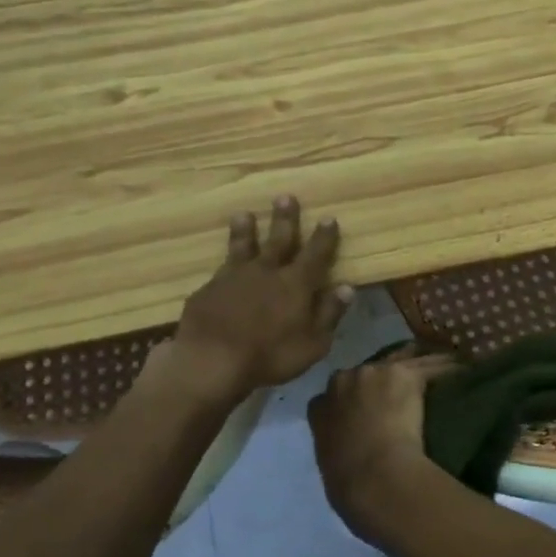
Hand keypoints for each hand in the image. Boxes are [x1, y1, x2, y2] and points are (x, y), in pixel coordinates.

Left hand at [170, 196, 352, 397]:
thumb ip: (329, 313)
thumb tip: (347, 287)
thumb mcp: (313, 343)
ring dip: (245, 230)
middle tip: (285, 197)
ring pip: (242, 247)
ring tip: (244, 214)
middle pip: (278, 239)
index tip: (328, 218)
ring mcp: (234, 278)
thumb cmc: (270, 355)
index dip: (324, 237)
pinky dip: (224, 266)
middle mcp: (266, 272)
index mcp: (296, 284)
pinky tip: (221, 267)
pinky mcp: (208, 290)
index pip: (315, 254)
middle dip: (284, 219)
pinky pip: (219, 272)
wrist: (212, 359)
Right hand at [309, 348, 458, 544]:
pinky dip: (448, 368)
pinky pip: (432, 365)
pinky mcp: (405, 373)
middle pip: (371, 369)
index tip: (371, 406)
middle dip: (386, 376)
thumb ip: (339, 448)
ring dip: (420, 364)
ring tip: (441, 369)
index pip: (337, 392)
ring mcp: (375, 372)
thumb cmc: (351, 488)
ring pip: (404, 359)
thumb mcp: (332, 468)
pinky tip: (463, 369)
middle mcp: (345, 381)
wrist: (376, 480)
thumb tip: (354, 451)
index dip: (357, 397)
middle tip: (406, 389)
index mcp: (321, 408)